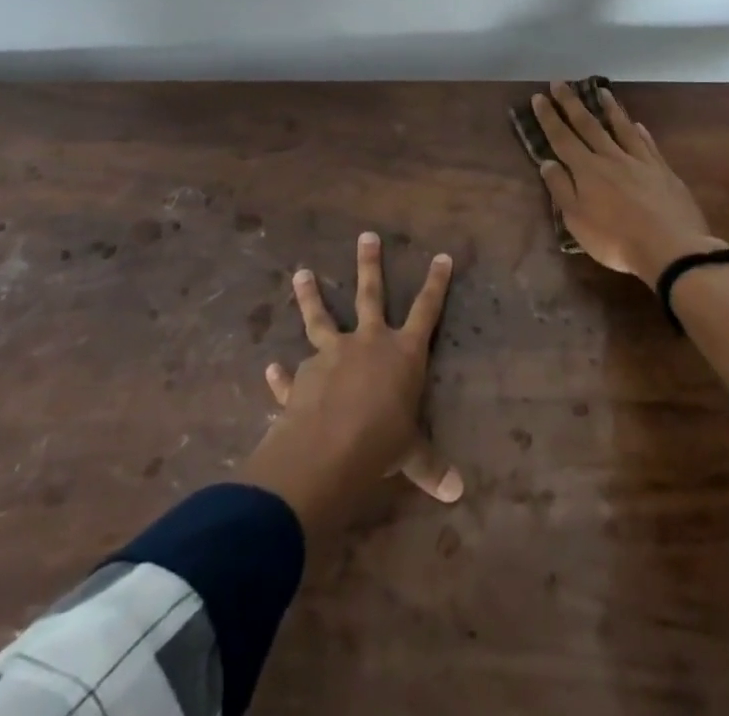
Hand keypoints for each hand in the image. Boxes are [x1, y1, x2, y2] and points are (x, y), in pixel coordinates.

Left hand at [240, 233, 460, 537]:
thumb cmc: (382, 443)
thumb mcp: (411, 455)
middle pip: (371, 294)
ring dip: (310, 296)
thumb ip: (430, 467)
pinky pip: (291, 375)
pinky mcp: (302, 377)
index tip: (442, 255)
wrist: (328, 450)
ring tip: (301, 273)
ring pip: (321, 317)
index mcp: (402, 353)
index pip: (427, 310)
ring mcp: (331, 354)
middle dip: (370, 264)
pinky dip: (282, 375)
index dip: (436, 283)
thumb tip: (458, 493)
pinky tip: (271, 370)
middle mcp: (368, 342)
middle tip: (366, 236)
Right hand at [532, 81, 725, 287]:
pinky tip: (637, 124)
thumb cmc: (616, 240)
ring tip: (601, 90)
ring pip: (621, 127)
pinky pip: (647, 144)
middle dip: (571, 103)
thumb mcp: (577, 221)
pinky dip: (640, 131)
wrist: (671, 248)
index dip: (549, 117)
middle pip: (588, 125)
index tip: (539, 97)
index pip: (562, 138)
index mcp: (587, 170)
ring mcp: (640, 161)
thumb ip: (561, 189)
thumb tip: (547, 162)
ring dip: (609, 108)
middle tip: (561, 82)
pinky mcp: (662, 170)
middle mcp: (611, 157)